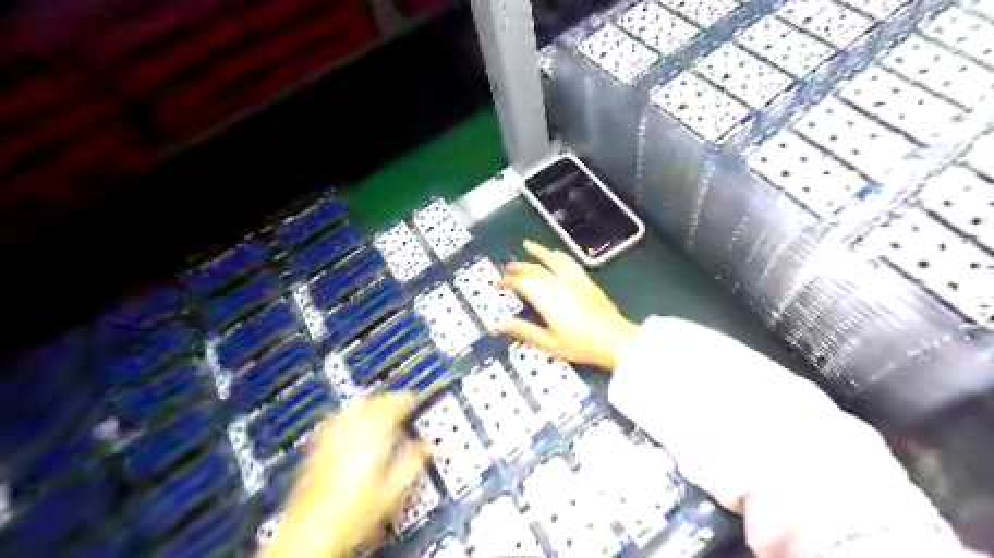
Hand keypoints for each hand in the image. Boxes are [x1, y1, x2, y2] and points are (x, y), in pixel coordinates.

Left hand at [269, 392, 426, 557]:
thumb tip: (427, 447)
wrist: (313, 531)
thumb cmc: (354, 511)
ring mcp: (331, 433)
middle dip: (389, 403)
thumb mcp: (395, 488)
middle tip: (402, 410)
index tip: (417, 402)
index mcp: (375, 429)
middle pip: (375, 401)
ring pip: (356, 407)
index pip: (396, 400)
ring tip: (381, 417)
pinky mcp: (318, 445)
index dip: (409, 400)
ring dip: (371, 408)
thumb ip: (414, 461)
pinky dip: (352, 419)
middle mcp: (351, 425)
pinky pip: (339, 419)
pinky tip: (354, 430)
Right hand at [494, 239, 636, 370]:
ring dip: (539, 252)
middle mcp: (559, 284)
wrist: (615, 340)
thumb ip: (524, 331)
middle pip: (535, 269)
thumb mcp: (548, 343)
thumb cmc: (580, 345)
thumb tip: (500, 324)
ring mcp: (574, 280)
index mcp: (547, 298)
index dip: (508, 281)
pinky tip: (556, 254)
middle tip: (507, 267)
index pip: (522, 283)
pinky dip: (558, 256)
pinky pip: (569, 262)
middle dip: (519, 267)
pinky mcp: (586, 281)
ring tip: (528, 245)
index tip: (497, 282)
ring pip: (553, 260)